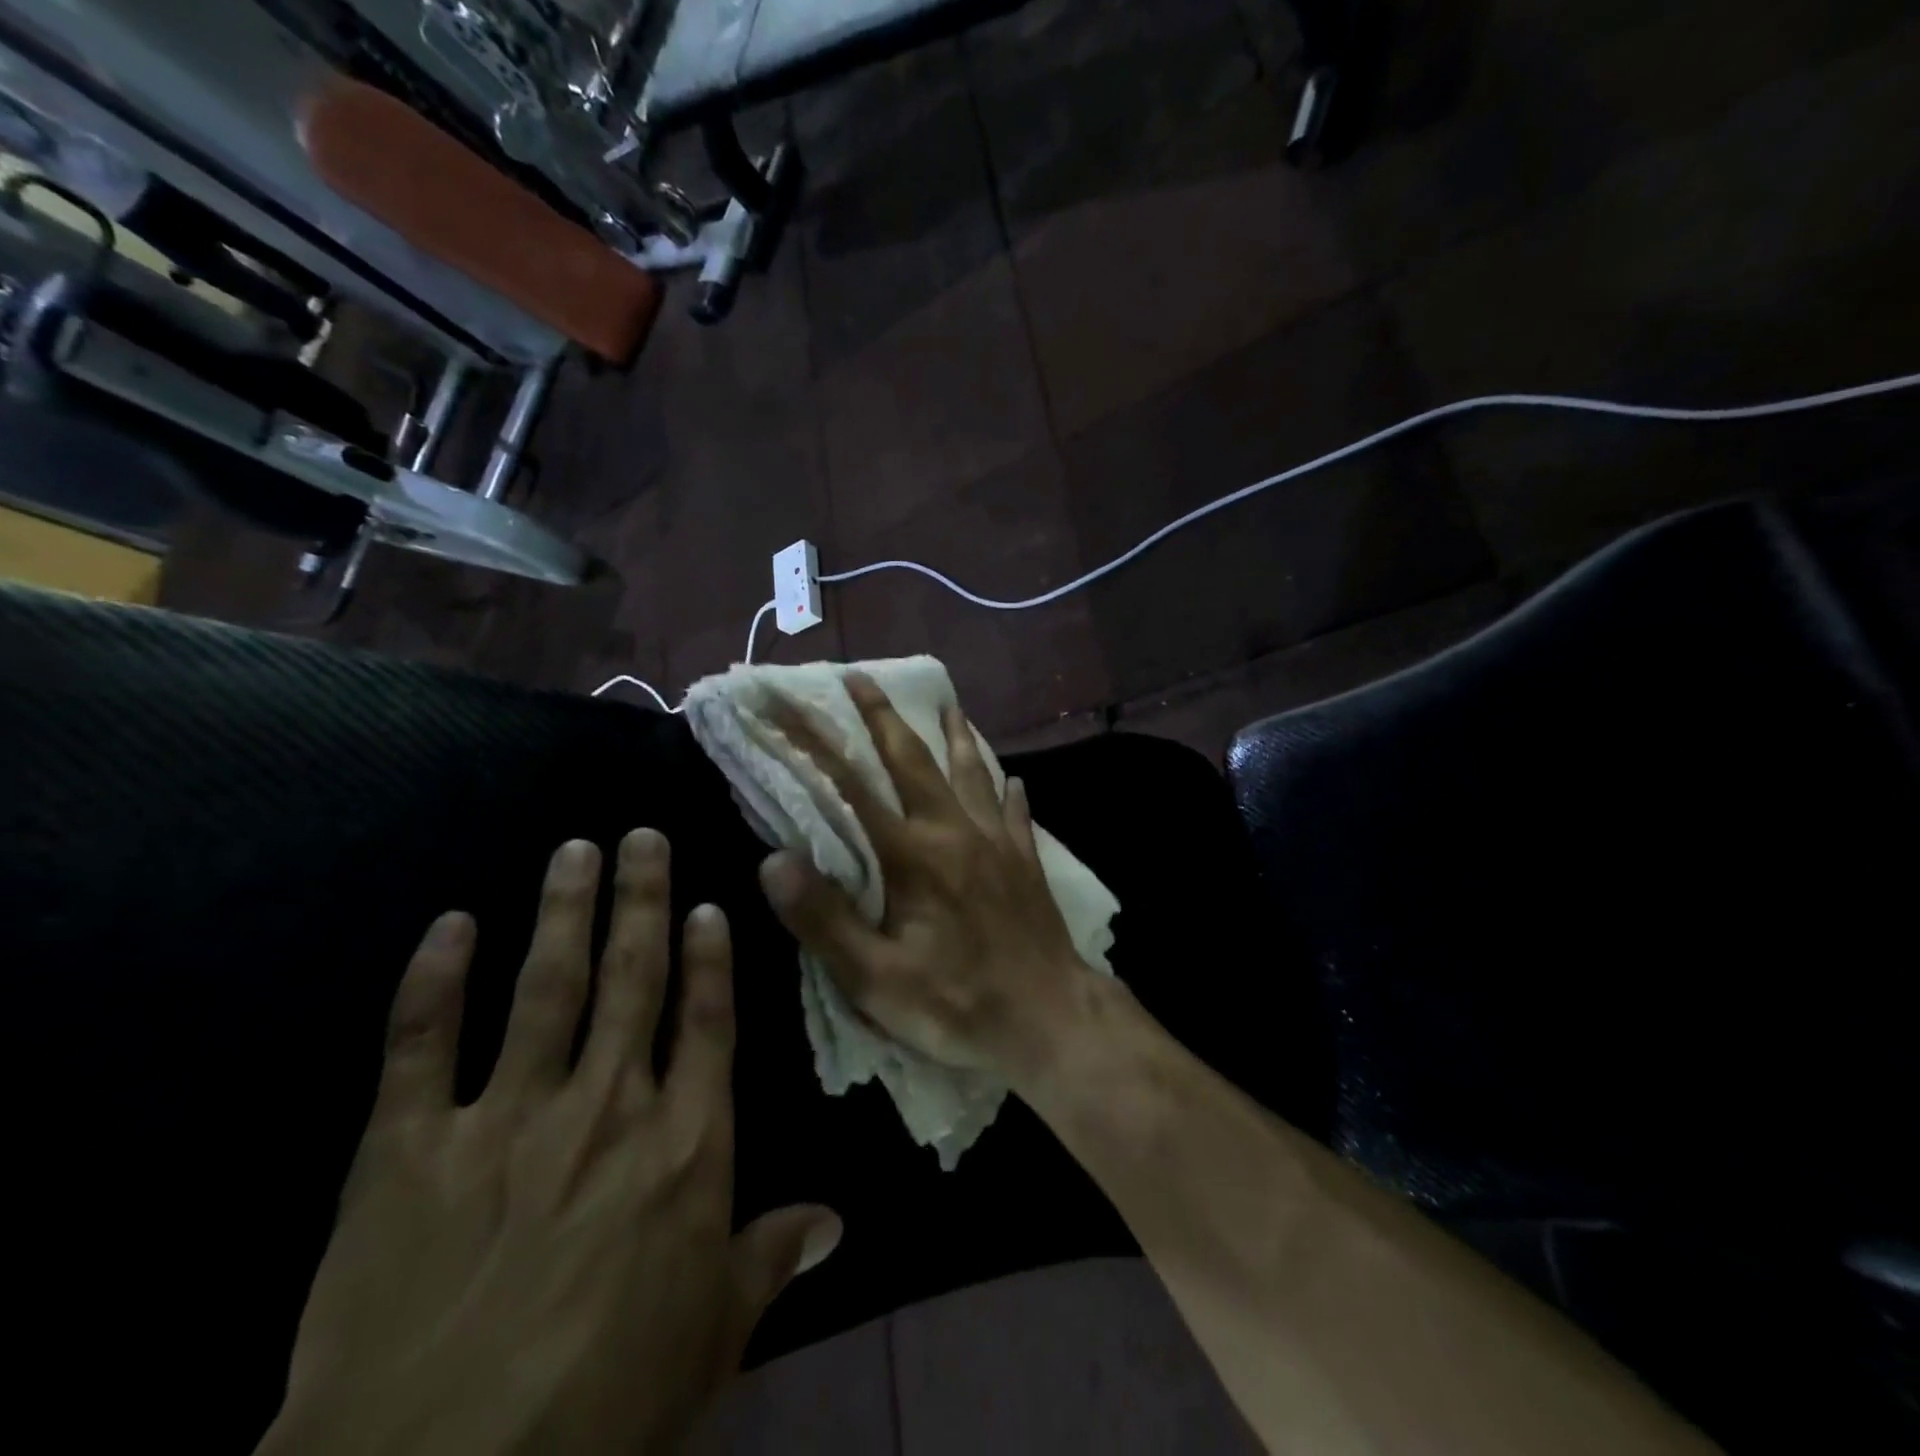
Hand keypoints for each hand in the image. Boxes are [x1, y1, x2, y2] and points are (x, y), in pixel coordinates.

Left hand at [260, 831, 840, 1455]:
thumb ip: (771, 1259)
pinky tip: (450, 925)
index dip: (709, 959)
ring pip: (545, 987)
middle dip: (640, 901)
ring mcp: (506, 1119)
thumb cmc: (601, 1409)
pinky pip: (421, 1045)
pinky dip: (433, 980)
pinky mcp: (407, 1149)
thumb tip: (837, 1219)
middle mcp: (605, 1107)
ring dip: (562, 911)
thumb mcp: (712, 1339)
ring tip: (574, 850)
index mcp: (682, 1147)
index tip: (707, 905)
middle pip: (632, 980)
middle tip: (642, 836)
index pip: (705, 1024)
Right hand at [758, 673, 1093, 1084]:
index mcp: (912, 855)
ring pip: (972, 772)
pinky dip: (1006, 789)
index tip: (785, 703)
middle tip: (860, 675)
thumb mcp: (876, 979)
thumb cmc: (957, 1004)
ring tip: (949, 702)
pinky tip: (1010, 779)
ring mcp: (997, 841)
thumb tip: (774, 860)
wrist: (1051, 1019)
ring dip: (955, 735)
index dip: (813, 742)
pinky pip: (1014, 811)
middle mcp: (955, 831)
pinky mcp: (1025, 860)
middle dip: (881, 715)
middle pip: (914, 759)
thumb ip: (824, 919)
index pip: (851, 786)